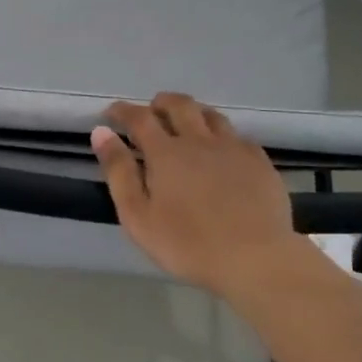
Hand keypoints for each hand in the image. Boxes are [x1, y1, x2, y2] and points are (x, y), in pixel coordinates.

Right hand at [92, 93, 296, 297]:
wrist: (256, 258)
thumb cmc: (188, 244)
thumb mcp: (138, 216)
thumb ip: (118, 172)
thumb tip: (101, 132)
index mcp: (166, 152)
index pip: (140, 118)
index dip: (123, 111)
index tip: (111, 112)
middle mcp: (199, 140)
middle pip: (179, 105)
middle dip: (161, 103)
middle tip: (152, 111)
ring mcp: (233, 148)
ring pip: (211, 115)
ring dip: (193, 112)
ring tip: (186, 124)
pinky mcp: (259, 161)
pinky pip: (237, 136)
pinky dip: (222, 135)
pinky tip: (223, 150)